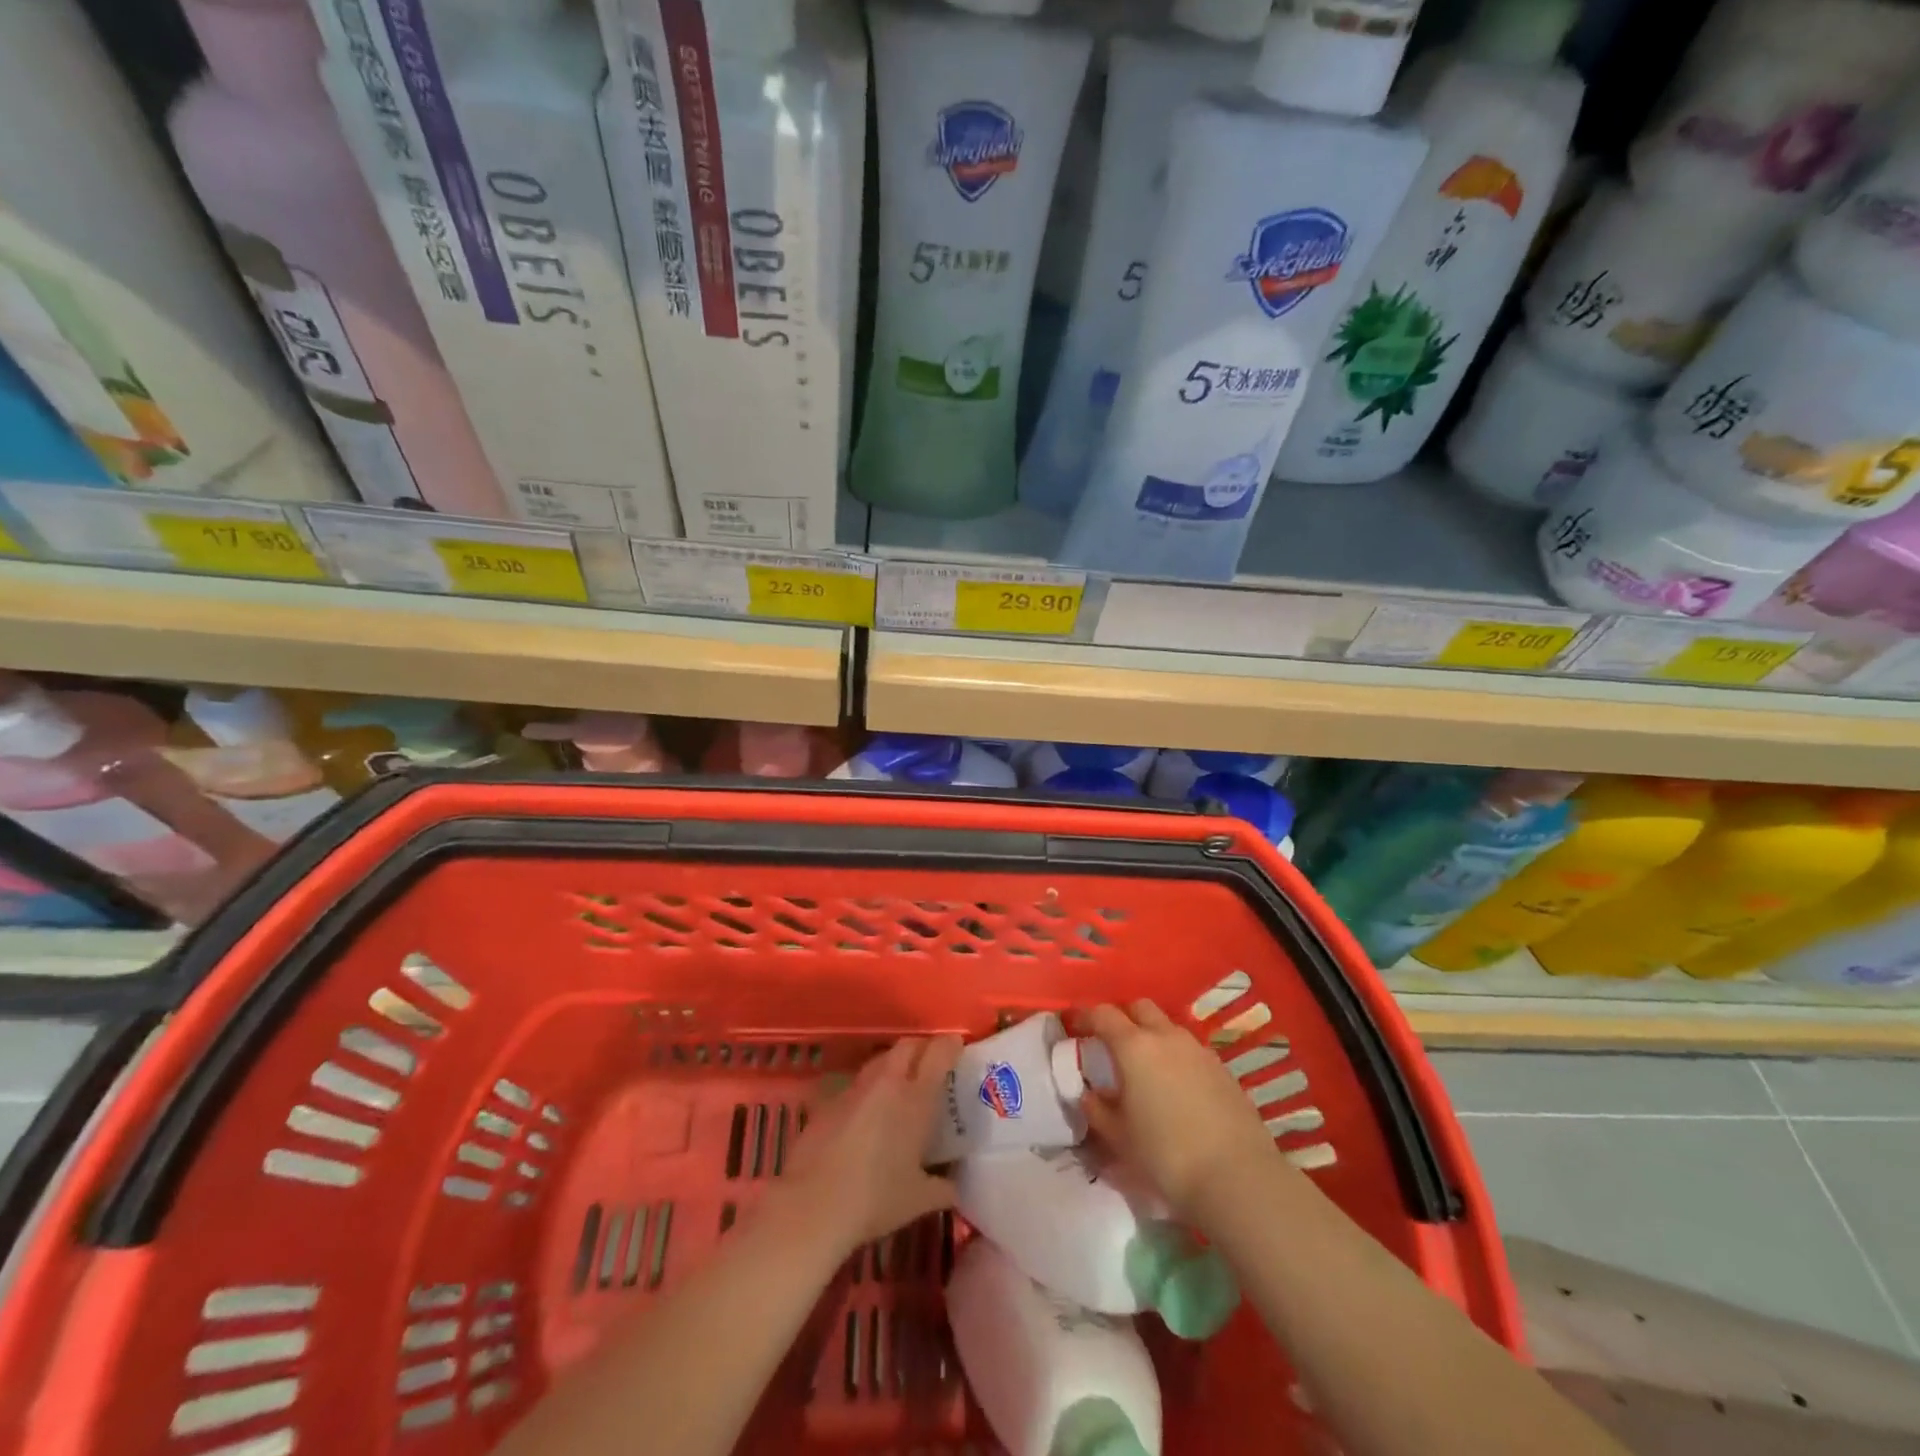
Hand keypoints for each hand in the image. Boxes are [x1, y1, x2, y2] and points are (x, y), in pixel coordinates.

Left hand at [777, 1036, 961, 1255]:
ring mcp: (854, 1089)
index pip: (938, 1054)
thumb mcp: (919, 1200)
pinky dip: (868, 1090)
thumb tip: (954, 1187)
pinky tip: (867, 1115)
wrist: (813, 1205)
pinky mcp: (828, 1102)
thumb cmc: (876, 1200)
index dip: (950, 1045)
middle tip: (931, 1063)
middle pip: (907, 1046)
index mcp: (916, 1099)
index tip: (957, 1046)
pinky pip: (856, 1085)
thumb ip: (942, 1188)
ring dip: (894, 1065)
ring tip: (900, 1087)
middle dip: (922, 1047)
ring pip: (880, 1061)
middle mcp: (886, 1083)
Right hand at [1080, 1000, 1283, 1220]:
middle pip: (1139, 1008)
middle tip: (1112, 1042)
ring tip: (1146, 1067)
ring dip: (1152, 1036)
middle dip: (1123, 1017)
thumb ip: (1097, 1110)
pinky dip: (1177, 1057)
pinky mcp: (1223, 1069)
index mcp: (1134, 1046)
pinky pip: (1191, 1050)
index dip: (1086, 1016)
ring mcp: (1199, 1050)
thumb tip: (1086, 1095)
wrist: (1237, 1178)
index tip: (1075, 1027)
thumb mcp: (1119, 1138)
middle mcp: (1166, 1037)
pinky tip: (1176, 1087)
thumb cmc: (1166, 1155)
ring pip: (1168, 1027)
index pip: (1103, 1014)